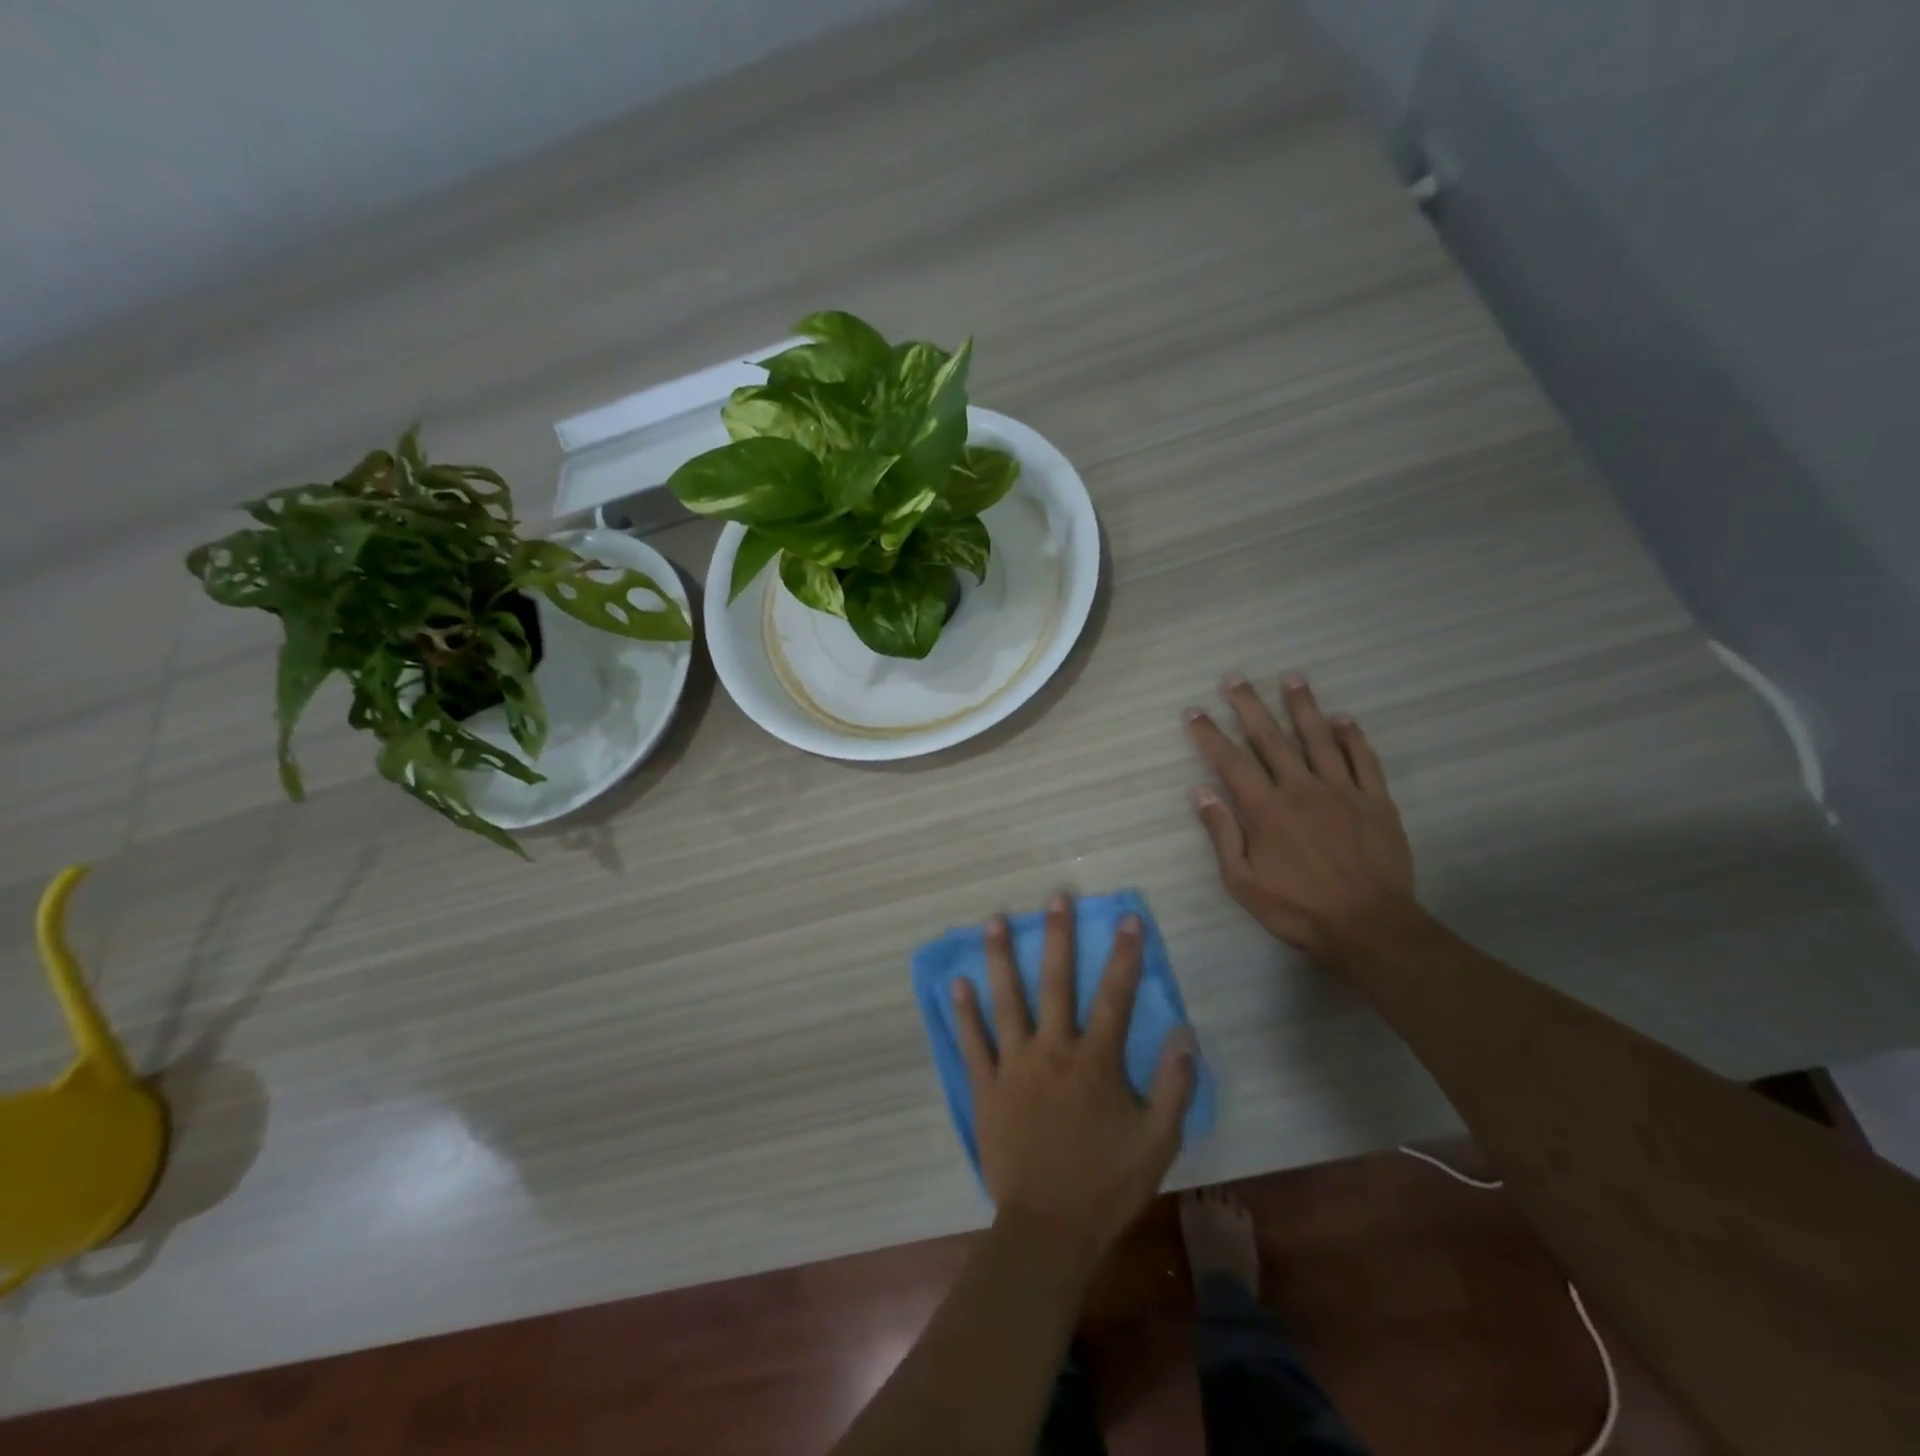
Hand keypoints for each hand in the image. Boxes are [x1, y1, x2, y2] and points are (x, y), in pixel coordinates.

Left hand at [953, 896, 1196, 1264]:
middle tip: (1055, 897)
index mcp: (1096, 1062)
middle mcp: (1053, 1050)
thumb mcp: (1158, 1142)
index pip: (1115, 996)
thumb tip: (1185, 1034)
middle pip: (1056, 983)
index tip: (1127, 918)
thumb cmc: (1106, 1186)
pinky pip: (973, 1043)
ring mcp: (1014, 1065)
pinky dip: (965, 1013)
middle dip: (1058, 936)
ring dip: (1000, 958)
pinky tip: (958, 983)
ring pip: (1007, 1000)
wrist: (1048, 1229)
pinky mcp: (986, 1087)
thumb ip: (1174, 1087)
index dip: (1125, 955)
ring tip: (994, 919)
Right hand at [1184, 675, 1414, 963]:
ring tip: (1292, 678)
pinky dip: (1352, 736)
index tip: (1194, 711)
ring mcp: (1342, 791)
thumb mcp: (1242, 881)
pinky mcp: (1376, 801)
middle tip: (1235, 678)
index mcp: (1266, 809)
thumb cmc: (1297, 908)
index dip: (1209, 734)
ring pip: (1319, 738)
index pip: (1230, 761)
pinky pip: (1364, 759)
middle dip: (1250, 706)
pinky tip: (1343, 717)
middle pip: (1271, 738)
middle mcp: (1301, 788)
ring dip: (1303, 706)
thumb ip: (1222, 833)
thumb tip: (1199, 792)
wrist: (1368, 925)